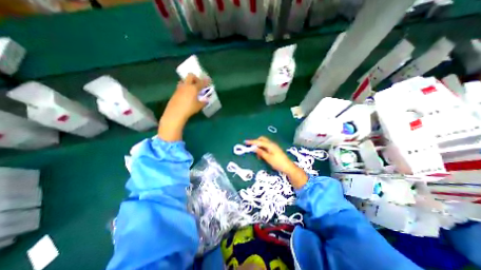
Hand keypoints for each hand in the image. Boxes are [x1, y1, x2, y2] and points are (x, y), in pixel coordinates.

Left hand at [159, 73, 208, 140]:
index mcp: (193, 88)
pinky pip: (181, 86)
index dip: (205, 81)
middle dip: (195, 78)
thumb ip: (203, 102)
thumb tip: (206, 100)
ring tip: (192, 89)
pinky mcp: (175, 92)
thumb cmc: (189, 108)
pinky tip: (187, 95)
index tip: (208, 80)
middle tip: (198, 83)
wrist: (176, 112)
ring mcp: (179, 88)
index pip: (201, 82)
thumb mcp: (199, 106)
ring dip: (189, 82)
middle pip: (190, 76)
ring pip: (184, 81)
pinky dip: (185, 88)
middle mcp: (186, 85)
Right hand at [244, 136, 307, 188]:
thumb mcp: (268, 158)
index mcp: (270, 145)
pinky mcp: (274, 149)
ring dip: (259, 147)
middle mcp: (272, 144)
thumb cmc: (278, 163)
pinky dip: (262, 149)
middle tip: (252, 148)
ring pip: (264, 143)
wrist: (288, 167)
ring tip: (257, 155)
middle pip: (262, 139)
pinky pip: (266, 147)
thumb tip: (254, 148)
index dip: (252, 142)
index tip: (245, 142)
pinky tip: (262, 155)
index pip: (259, 142)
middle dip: (256, 142)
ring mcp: (273, 146)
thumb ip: (260, 152)